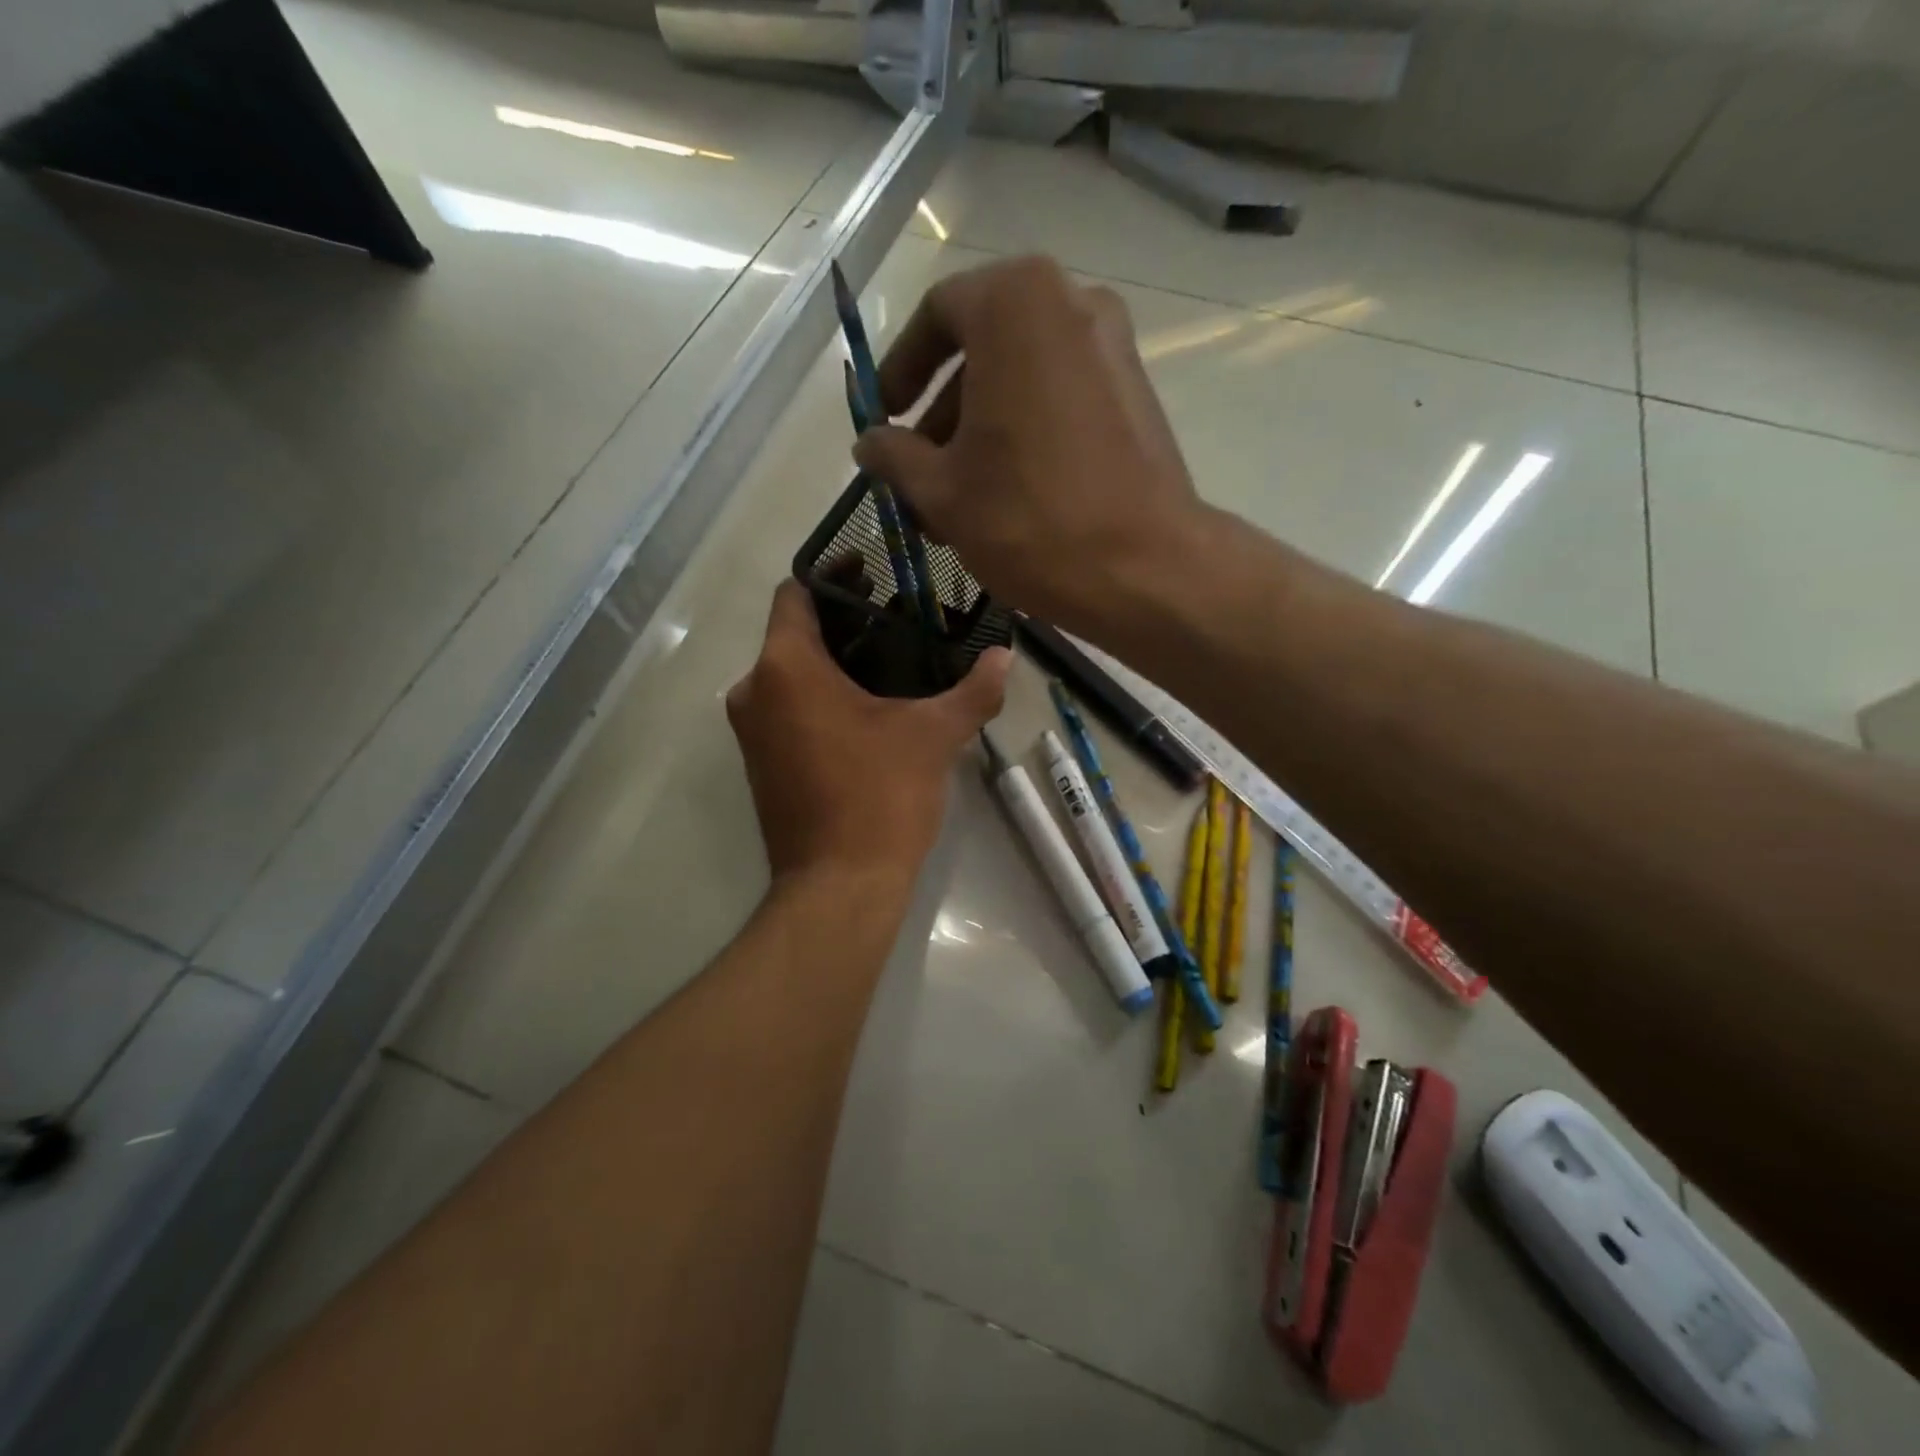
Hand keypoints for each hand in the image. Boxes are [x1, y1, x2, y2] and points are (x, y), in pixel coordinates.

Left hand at [727, 580, 1011, 886]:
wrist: (839, 886)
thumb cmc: (880, 797)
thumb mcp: (933, 736)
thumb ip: (972, 690)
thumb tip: (1006, 657)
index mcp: (785, 668)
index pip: (795, 593)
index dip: (833, 575)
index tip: (875, 571)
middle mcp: (754, 691)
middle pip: (794, 633)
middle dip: (843, 620)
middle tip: (899, 615)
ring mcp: (752, 731)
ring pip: (790, 674)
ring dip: (833, 662)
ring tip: (892, 658)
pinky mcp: (761, 763)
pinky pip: (788, 709)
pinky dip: (820, 696)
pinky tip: (869, 706)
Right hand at [852, 255, 1206, 638]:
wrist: (1143, 568)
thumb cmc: (1028, 518)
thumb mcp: (941, 490)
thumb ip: (895, 456)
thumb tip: (868, 442)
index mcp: (1015, 304)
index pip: (937, 315)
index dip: (900, 369)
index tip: (884, 418)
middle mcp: (1071, 302)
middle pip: (983, 349)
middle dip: (941, 413)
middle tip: (918, 472)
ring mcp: (1113, 346)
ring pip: (1022, 378)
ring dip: (980, 430)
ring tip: (956, 498)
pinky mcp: (1136, 393)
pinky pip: (1060, 396)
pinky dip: (1024, 431)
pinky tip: (1006, 493)